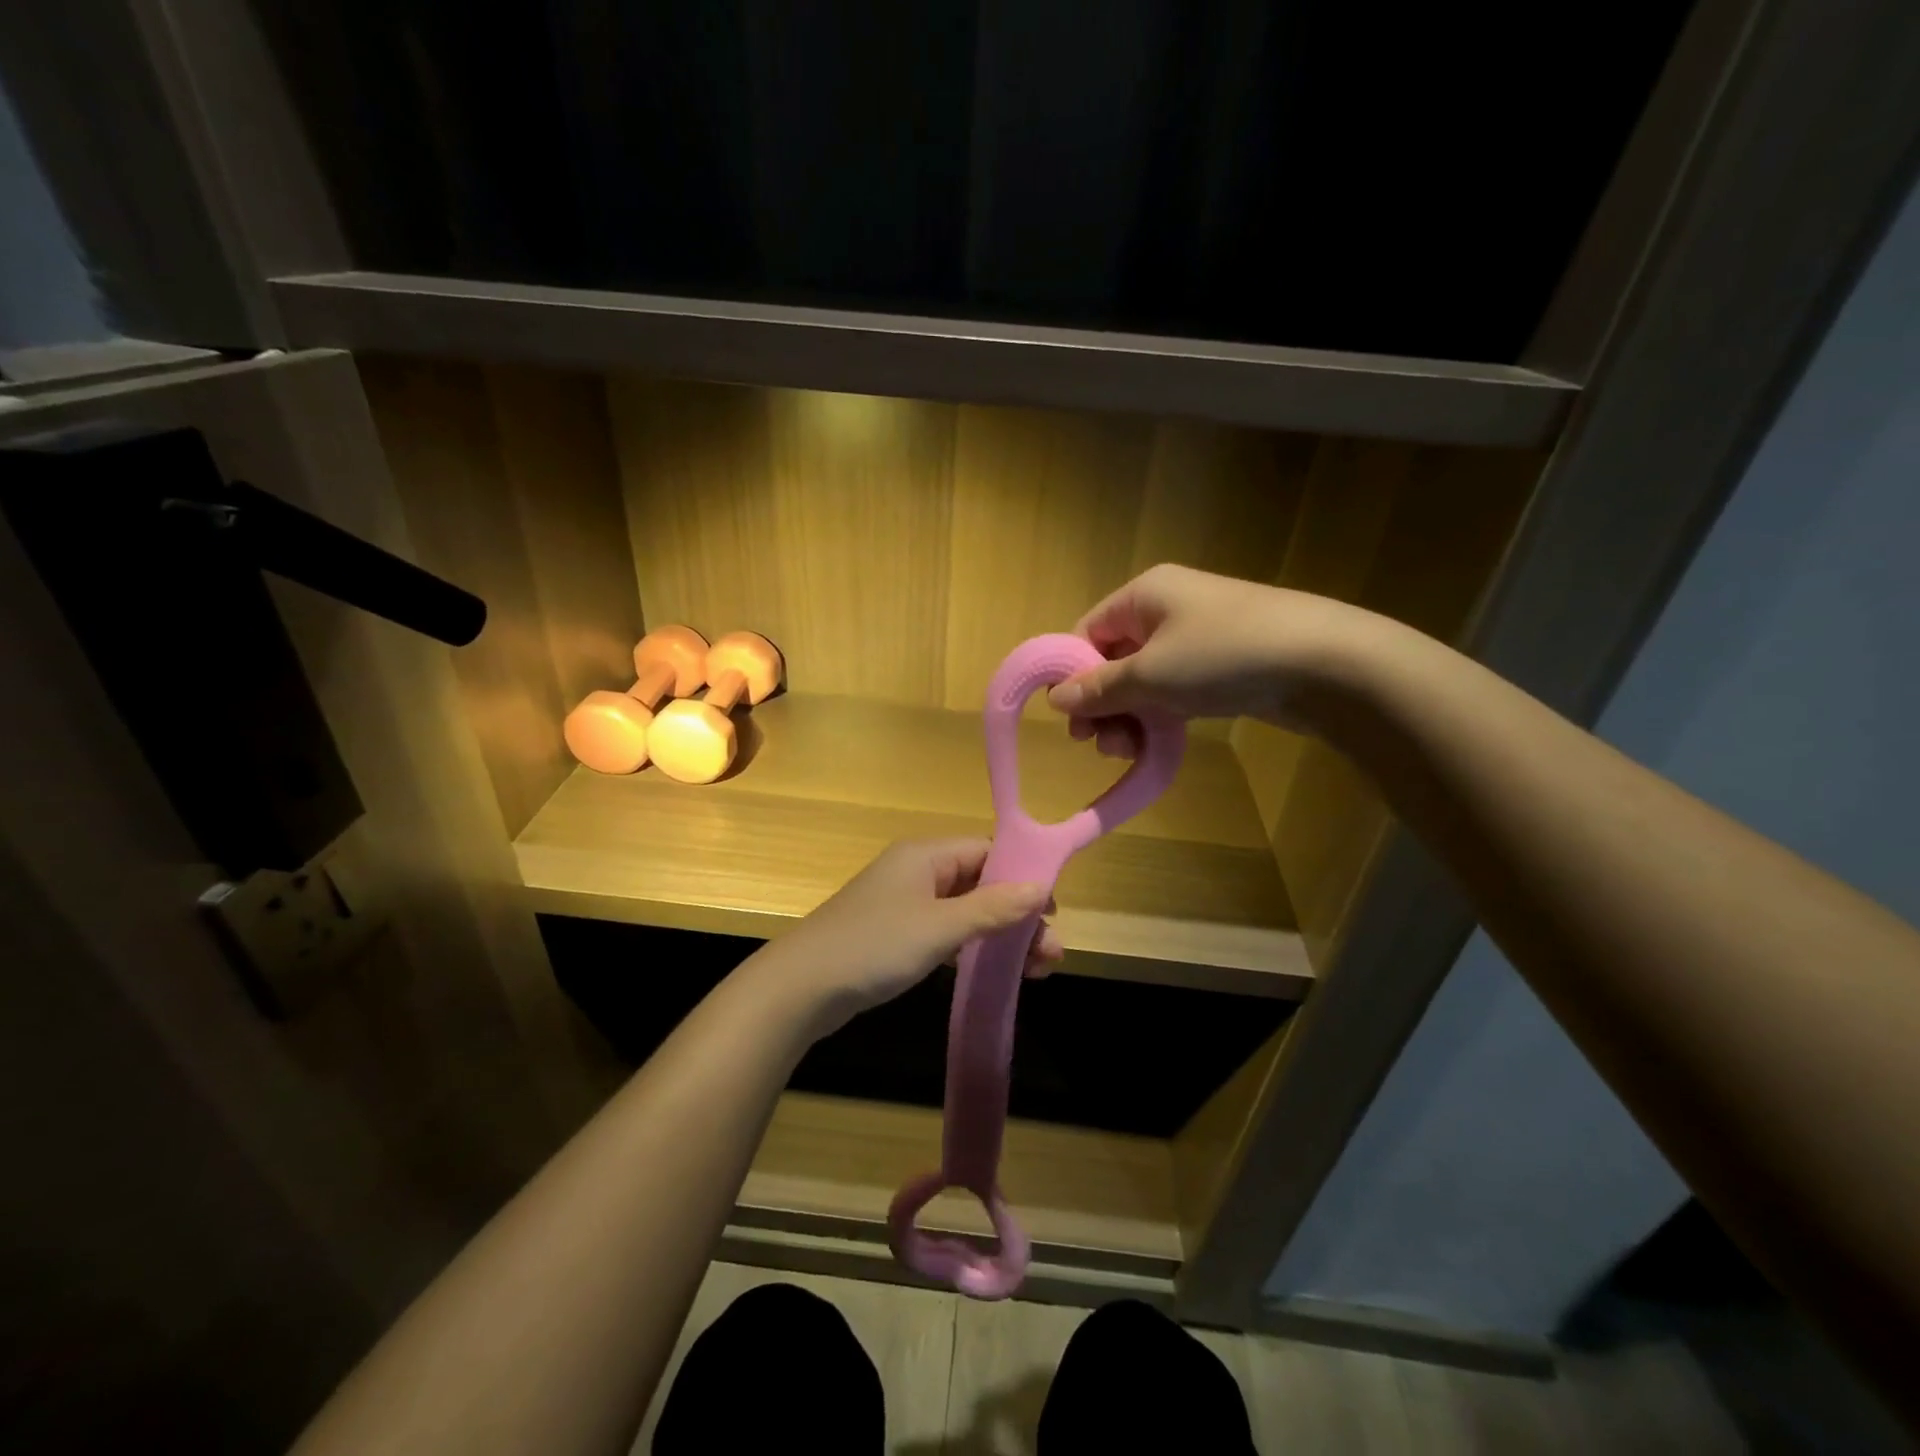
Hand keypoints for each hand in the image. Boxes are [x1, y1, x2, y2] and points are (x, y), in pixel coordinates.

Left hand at [749, 839, 1063, 1038]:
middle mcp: (917, 871)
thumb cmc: (874, 946)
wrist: (801, 987)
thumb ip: (993, 908)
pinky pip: (946, 932)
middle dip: (1017, 915)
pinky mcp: (895, 934)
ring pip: (966, 911)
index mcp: (927, 854)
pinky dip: (972, 948)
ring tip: (1036, 971)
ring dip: (999, 936)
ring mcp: (905, 904)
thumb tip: (1042, 887)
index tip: (1053, 912)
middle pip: (981, 883)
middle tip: (1051, 954)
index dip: (1023, 877)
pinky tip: (992, 971)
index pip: (988, 851)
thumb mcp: (940, 927)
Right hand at [1047, 563, 1346, 755]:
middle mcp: (1166, 608)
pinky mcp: (1222, 663)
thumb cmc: (1222, 656)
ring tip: (1130, 750)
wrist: (1323, 662)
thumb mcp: (1150, 674)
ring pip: (1144, 678)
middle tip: (1100, 744)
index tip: (1071, 719)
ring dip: (1129, 716)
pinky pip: (1175, 688)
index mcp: (1143, 594)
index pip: (1087, 631)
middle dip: (1103, 704)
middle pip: (1113, 658)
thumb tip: (1056, 698)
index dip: (1072, 675)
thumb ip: (1099, 688)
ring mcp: (1197, 635)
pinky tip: (1156, 743)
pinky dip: (1161, 714)